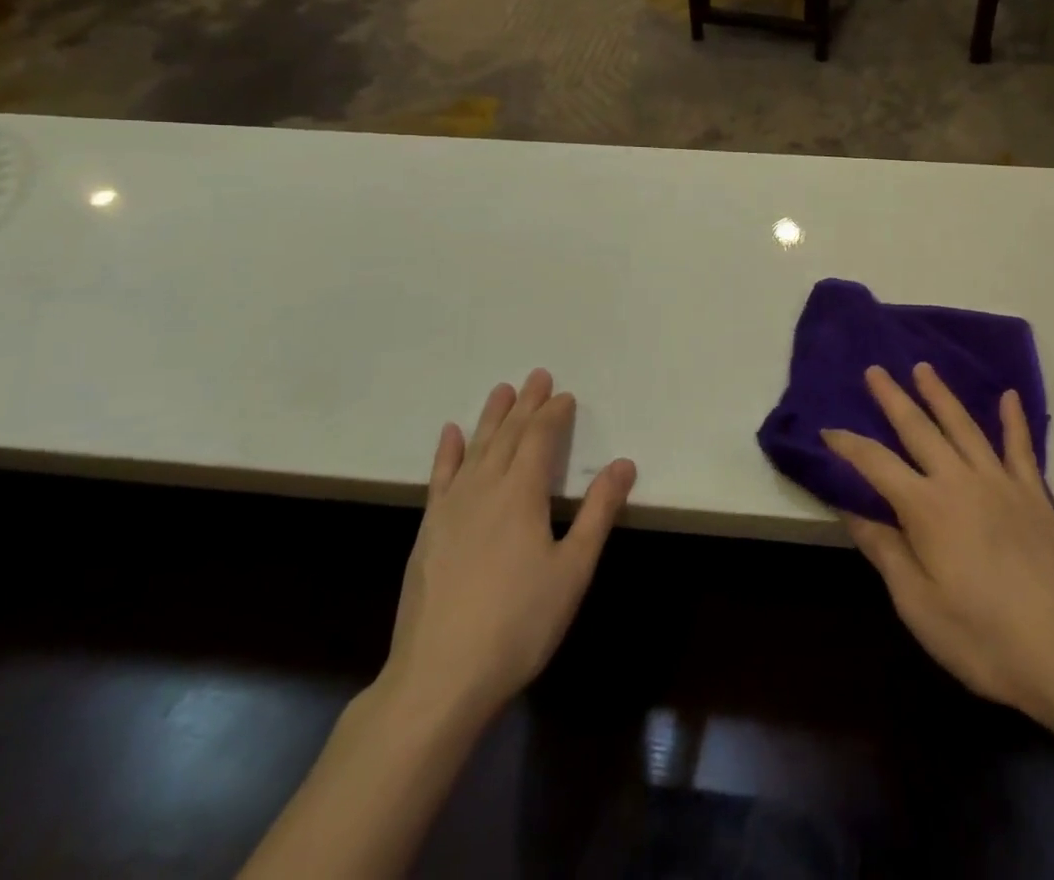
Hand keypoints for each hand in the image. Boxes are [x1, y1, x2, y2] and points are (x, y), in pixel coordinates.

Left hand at [380, 370, 636, 733]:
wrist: (439, 677)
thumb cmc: (519, 623)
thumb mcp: (573, 569)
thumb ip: (598, 512)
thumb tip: (625, 463)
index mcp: (523, 493)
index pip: (541, 438)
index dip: (554, 414)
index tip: (565, 394)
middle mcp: (485, 488)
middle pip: (509, 434)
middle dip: (526, 404)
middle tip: (537, 375)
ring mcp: (451, 508)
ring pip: (476, 448)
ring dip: (491, 417)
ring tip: (502, 390)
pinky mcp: (428, 530)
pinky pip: (440, 477)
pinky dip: (447, 451)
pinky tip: (451, 434)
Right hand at [824, 364, 1053, 731]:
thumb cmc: (984, 639)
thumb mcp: (918, 605)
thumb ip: (885, 550)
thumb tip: (850, 509)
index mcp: (926, 508)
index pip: (876, 463)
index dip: (848, 445)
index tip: (827, 430)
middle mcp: (960, 481)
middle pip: (919, 429)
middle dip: (893, 398)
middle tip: (874, 370)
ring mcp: (1002, 483)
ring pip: (964, 426)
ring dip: (940, 395)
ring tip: (923, 368)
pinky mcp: (1035, 496)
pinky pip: (1020, 447)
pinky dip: (1013, 419)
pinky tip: (1008, 396)